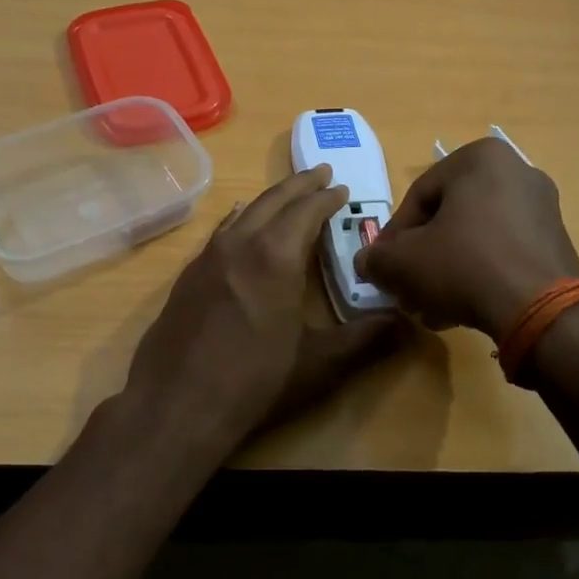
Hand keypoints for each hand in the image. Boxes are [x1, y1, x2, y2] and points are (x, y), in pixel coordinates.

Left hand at [121, 165, 402, 452]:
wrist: (176, 406)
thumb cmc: (255, 383)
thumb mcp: (319, 364)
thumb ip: (364, 339)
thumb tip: (402, 322)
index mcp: (276, 256)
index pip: (307, 210)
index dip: (328, 197)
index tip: (343, 188)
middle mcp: (240, 243)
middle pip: (274, 200)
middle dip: (300, 184)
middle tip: (321, 173)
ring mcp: (208, 256)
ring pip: (244, 212)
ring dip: (271, 198)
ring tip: (288, 194)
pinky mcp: (188, 275)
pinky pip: (221, 232)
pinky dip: (240, 218)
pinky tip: (240, 223)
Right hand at [355, 137, 578, 337]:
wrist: (541, 309)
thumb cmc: (464, 265)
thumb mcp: (404, 262)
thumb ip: (377, 258)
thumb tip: (366, 262)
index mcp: (479, 158)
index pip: (418, 196)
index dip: (394, 236)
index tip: (385, 266)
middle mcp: (517, 171)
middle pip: (449, 217)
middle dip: (423, 255)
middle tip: (407, 287)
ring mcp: (543, 207)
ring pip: (476, 237)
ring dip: (447, 269)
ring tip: (431, 306)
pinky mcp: (557, 241)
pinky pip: (504, 251)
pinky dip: (480, 274)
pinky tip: (462, 308)